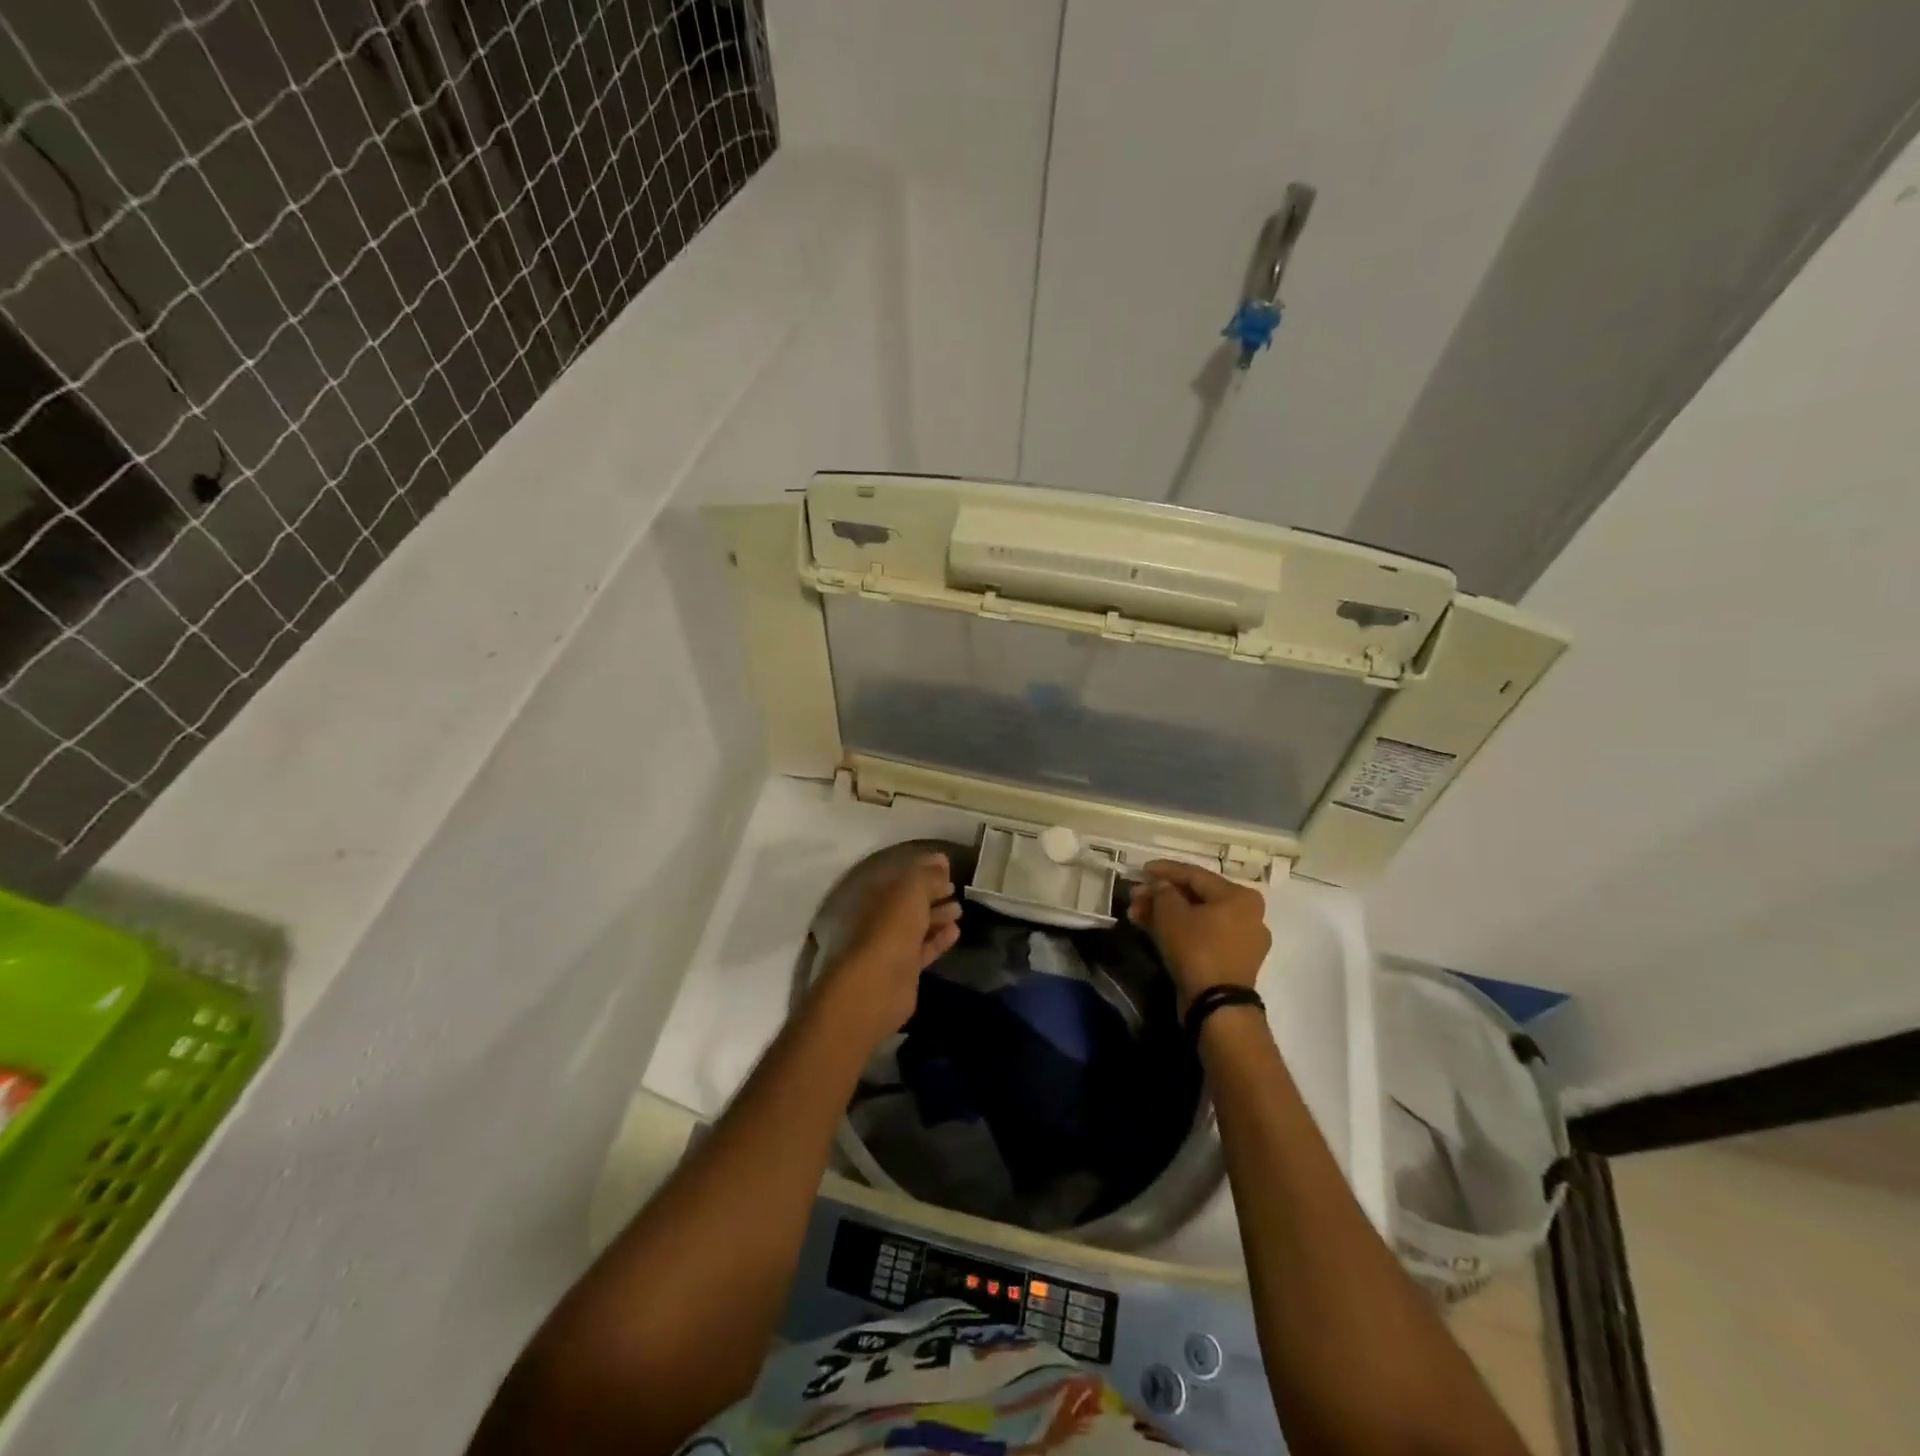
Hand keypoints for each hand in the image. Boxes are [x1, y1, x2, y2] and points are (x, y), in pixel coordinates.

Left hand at [820, 852, 961, 1045]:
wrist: (878, 984)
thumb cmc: (892, 929)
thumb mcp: (911, 892)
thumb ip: (926, 875)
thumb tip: (941, 861)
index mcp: (877, 895)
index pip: (902, 876)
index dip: (924, 868)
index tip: (947, 864)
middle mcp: (882, 917)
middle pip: (910, 900)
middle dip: (932, 892)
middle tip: (954, 886)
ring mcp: (892, 944)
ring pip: (918, 924)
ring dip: (938, 915)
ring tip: (959, 908)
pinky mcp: (905, 969)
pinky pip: (925, 948)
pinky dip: (939, 938)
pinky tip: (956, 931)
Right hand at [1128, 859, 1270, 1009]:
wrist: (1217, 1005)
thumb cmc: (1197, 949)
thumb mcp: (1171, 914)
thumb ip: (1162, 892)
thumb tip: (1160, 885)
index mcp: (1239, 896)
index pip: (1195, 874)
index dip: (1165, 870)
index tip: (1141, 870)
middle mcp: (1248, 914)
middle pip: (1196, 897)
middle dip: (1162, 896)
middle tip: (1135, 896)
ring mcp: (1243, 940)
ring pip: (1198, 918)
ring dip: (1166, 914)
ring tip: (1137, 914)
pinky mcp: (1234, 961)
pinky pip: (1204, 936)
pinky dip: (1180, 931)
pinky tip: (1153, 929)